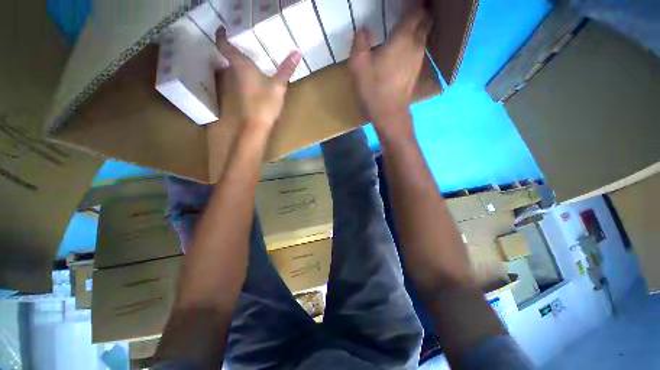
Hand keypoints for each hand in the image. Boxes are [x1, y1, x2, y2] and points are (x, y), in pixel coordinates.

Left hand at [216, 28, 301, 130]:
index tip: (221, 27)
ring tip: (247, 56)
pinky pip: (238, 79)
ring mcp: (234, 86)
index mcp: (241, 65)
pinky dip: (242, 74)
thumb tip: (297, 52)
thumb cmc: (265, 103)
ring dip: (237, 62)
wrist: (255, 126)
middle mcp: (233, 73)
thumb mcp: (278, 85)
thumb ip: (286, 69)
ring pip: (232, 68)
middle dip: (232, 48)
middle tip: (241, 40)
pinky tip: (251, 77)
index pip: (225, 45)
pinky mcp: (238, 96)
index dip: (221, 35)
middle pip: (228, 57)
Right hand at [348, 8, 431, 134]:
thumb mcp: (358, 65)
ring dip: (419, 27)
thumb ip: (360, 43)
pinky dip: (415, 42)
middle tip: (409, 10)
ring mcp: (418, 59)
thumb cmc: (374, 89)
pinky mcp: (416, 72)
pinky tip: (405, 47)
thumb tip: (364, 30)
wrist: (389, 113)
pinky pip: (419, 49)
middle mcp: (416, 45)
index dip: (415, 4)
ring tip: (407, 24)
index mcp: (403, 37)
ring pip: (424, 35)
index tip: (407, 3)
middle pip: (425, 21)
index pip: (417, 10)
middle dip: (420, 12)